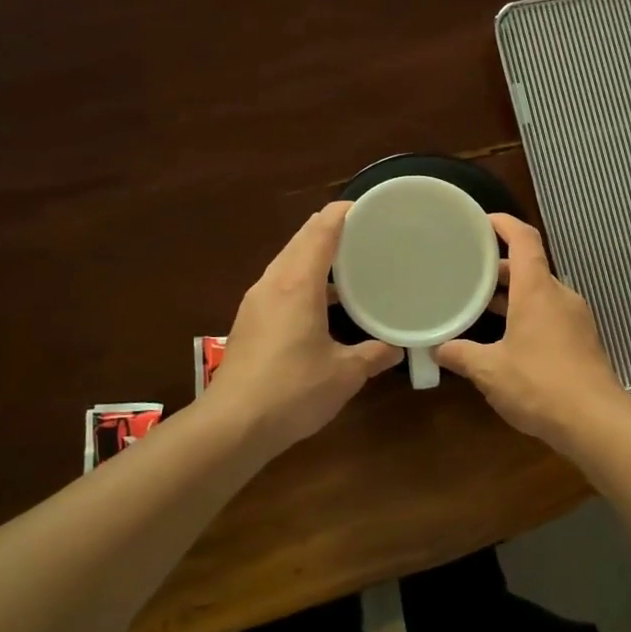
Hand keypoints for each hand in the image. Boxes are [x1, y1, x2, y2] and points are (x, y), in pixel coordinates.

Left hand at [206, 203, 402, 456]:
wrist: (232, 425)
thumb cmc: (293, 390)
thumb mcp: (344, 374)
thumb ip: (374, 355)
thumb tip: (397, 348)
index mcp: (298, 283)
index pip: (320, 231)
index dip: (342, 213)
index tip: (367, 206)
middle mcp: (273, 283)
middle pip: (300, 240)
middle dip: (329, 229)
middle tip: (364, 231)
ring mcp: (257, 302)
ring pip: (288, 262)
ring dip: (314, 255)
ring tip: (348, 262)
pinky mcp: (250, 321)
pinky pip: (280, 284)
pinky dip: (303, 278)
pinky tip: (322, 300)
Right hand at [434, 214, 630, 445]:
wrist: (595, 421)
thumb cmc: (539, 384)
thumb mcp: (490, 370)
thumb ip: (461, 355)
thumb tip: (437, 349)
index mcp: (537, 289)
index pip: (524, 238)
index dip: (503, 223)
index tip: (480, 221)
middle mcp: (559, 295)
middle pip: (529, 268)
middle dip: (497, 268)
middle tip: (466, 272)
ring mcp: (575, 318)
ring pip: (539, 294)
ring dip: (511, 296)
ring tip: (479, 305)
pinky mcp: (581, 341)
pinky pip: (549, 315)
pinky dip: (526, 315)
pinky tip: (505, 339)